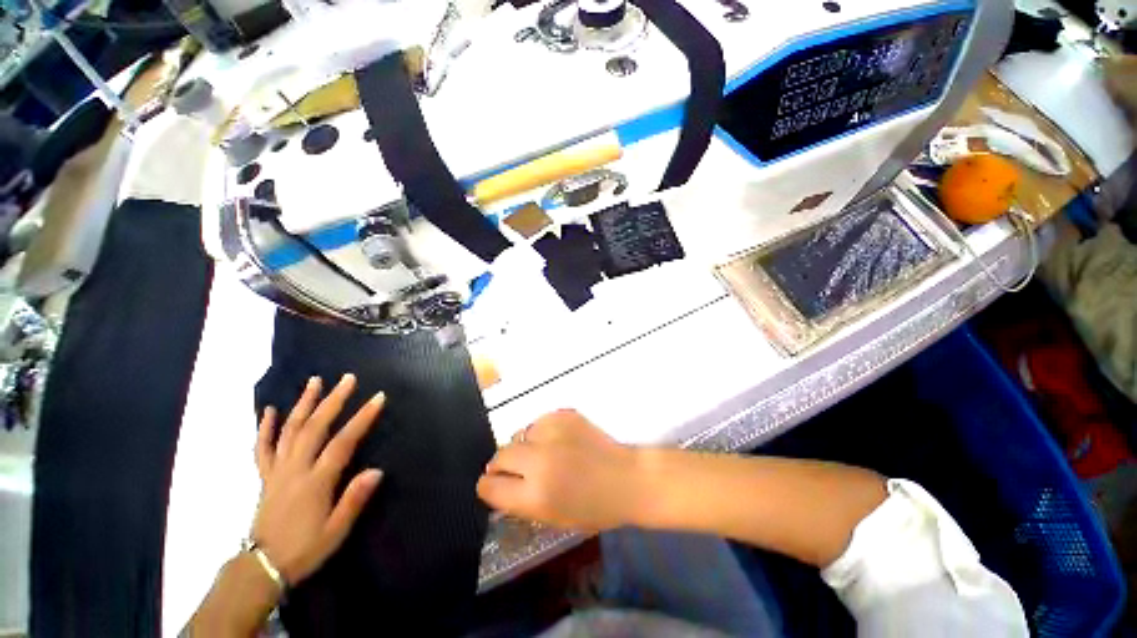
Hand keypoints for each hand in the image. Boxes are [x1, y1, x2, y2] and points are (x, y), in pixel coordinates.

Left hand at [253, 373, 383, 584]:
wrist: (262, 568)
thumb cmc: (305, 549)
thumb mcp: (336, 531)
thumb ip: (355, 499)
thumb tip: (377, 470)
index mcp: (316, 482)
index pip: (343, 442)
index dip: (362, 418)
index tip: (378, 397)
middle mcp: (295, 469)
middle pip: (315, 427)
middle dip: (333, 400)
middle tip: (347, 378)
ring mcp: (276, 471)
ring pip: (289, 430)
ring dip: (303, 403)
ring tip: (314, 381)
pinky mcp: (265, 476)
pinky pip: (262, 448)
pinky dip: (265, 427)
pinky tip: (270, 410)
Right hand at [476, 410, 645, 531]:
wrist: (626, 478)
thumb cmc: (593, 508)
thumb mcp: (551, 517)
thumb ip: (518, 501)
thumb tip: (497, 483)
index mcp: (535, 494)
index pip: (489, 485)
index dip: (489, 486)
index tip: (495, 485)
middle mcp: (539, 460)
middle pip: (499, 455)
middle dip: (502, 464)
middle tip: (517, 468)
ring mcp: (552, 433)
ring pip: (519, 434)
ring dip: (525, 446)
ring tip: (545, 453)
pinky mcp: (564, 415)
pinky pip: (539, 422)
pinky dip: (543, 432)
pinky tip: (559, 441)